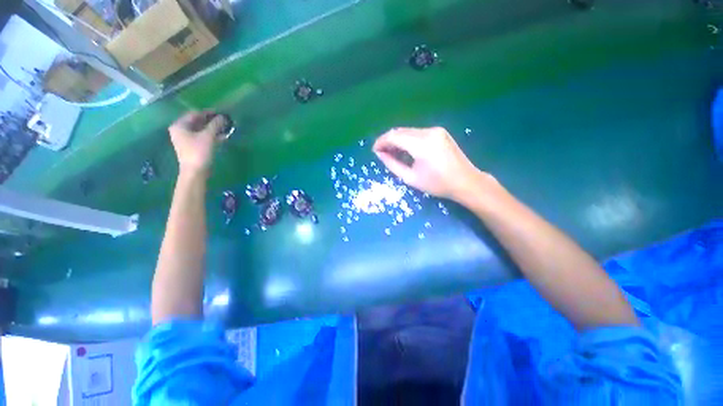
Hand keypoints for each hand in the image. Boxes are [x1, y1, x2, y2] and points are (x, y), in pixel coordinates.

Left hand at [168, 112, 226, 175]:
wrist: (195, 172)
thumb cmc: (199, 152)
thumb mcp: (208, 136)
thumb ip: (215, 125)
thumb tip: (223, 117)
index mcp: (180, 125)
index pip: (195, 114)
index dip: (208, 113)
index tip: (221, 113)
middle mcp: (181, 130)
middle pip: (197, 122)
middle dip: (211, 121)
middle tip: (224, 121)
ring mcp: (186, 139)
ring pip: (201, 130)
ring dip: (213, 129)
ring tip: (225, 128)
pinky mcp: (193, 147)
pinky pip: (203, 137)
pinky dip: (212, 136)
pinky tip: (222, 136)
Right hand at [373, 127, 492, 199]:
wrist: (466, 182)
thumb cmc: (437, 184)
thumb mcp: (411, 178)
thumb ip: (392, 164)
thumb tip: (380, 154)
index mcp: (421, 144)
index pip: (394, 136)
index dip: (381, 142)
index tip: (374, 150)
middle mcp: (428, 132)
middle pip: (400, 131)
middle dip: (388, 140)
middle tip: (382, 153)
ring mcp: (436, 130)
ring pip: (408, 131)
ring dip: (397, 140)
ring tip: (392, 153)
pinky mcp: (440, 132)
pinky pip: (417, 133)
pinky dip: (408, 140)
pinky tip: (406, 150)